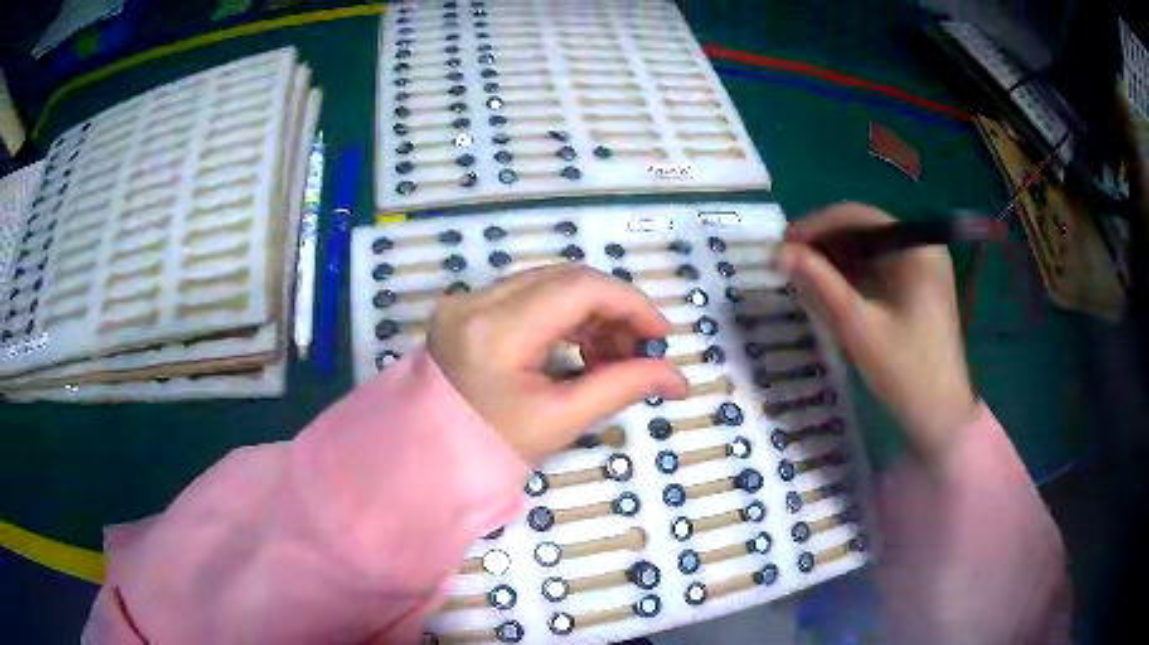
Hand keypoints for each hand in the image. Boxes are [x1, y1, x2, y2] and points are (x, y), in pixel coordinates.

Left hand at [427, 265, 689, 463]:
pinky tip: (580, 348)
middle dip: (613, 309)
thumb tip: (678, 378)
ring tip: (610, 357)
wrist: (429, 457)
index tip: (660, 336)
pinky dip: (563, 316)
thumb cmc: (491, 448)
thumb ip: (622, 387)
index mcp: (496, 330)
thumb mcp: (561, 420)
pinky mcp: (465, 308)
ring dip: (590, 313)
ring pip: (550, 283)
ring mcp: (466, 300)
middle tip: (637, 350)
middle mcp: (476, 301)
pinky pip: (528, 295)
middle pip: (567, 279)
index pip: (579, 288)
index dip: (631, 304)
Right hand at [775, 203, 978, 465]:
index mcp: (917, 248)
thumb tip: (777, 252)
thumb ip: (819, 284)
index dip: (817, 225)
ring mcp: (923, 270)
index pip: (860, 217)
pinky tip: (831, 290)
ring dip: (837, 259)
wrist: (941, 417)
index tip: (783, 242)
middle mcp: (923, 249)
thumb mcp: (858, 326)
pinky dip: (853, 276)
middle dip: (826, 243)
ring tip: (802, 275)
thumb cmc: (906, 372)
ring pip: (870, 250)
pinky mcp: (919, 290)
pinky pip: (880, 271)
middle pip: (866, 230)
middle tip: (789, 261)